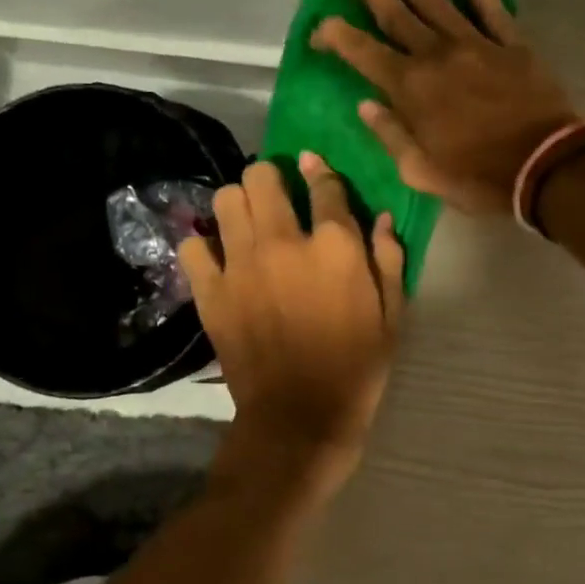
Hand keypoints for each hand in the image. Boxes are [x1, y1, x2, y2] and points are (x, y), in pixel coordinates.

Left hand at [182, 158, 404, 493]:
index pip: (324, 185)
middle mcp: (284, 242)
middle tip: (278, 197)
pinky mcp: (211, 291)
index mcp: (335, 246)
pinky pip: (193, 246)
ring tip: (249, 223)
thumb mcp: (392, 315)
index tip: (314, 167)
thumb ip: (389, 260)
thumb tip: (382, 218)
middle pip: (263, 177)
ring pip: (226, 200)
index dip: (320, 171)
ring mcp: (241, 265)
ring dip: (240, 203)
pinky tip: (220, 258)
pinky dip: (204, 245)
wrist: (300, 416)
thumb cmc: (357, 366)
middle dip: (272, 178)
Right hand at [312, 0, 578, 215]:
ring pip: (436, 2)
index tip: (319, 28)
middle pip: (396, 14)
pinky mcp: (511, 44)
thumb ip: (391, 135)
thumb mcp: (422, 172)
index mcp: (410, 88)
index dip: (334, 35)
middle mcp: (437, 55)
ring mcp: (476, 44)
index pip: (361, 51)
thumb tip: (365, 105)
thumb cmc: (478, 178)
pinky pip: (489, 7)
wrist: (545, 166)